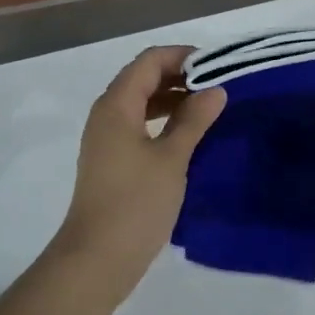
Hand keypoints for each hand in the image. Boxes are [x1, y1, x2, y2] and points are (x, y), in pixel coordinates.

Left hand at [51, 46, 225, 288]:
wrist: (97, 258)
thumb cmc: (135, 203)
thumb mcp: (171, 158)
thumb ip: (194, 120)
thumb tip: (216, 90)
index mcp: (116, 105)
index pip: (149, 61)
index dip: (182, 56)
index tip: (217, 65)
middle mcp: (107, 114)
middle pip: (143, 78)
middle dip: (179, 76)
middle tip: (218, 86)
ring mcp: (107, 138)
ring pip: (141, 103)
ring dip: (172, 99)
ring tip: (209, 108)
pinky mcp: (112, 160)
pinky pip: (139, 125)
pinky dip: (163, 121)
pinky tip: (189, 135)